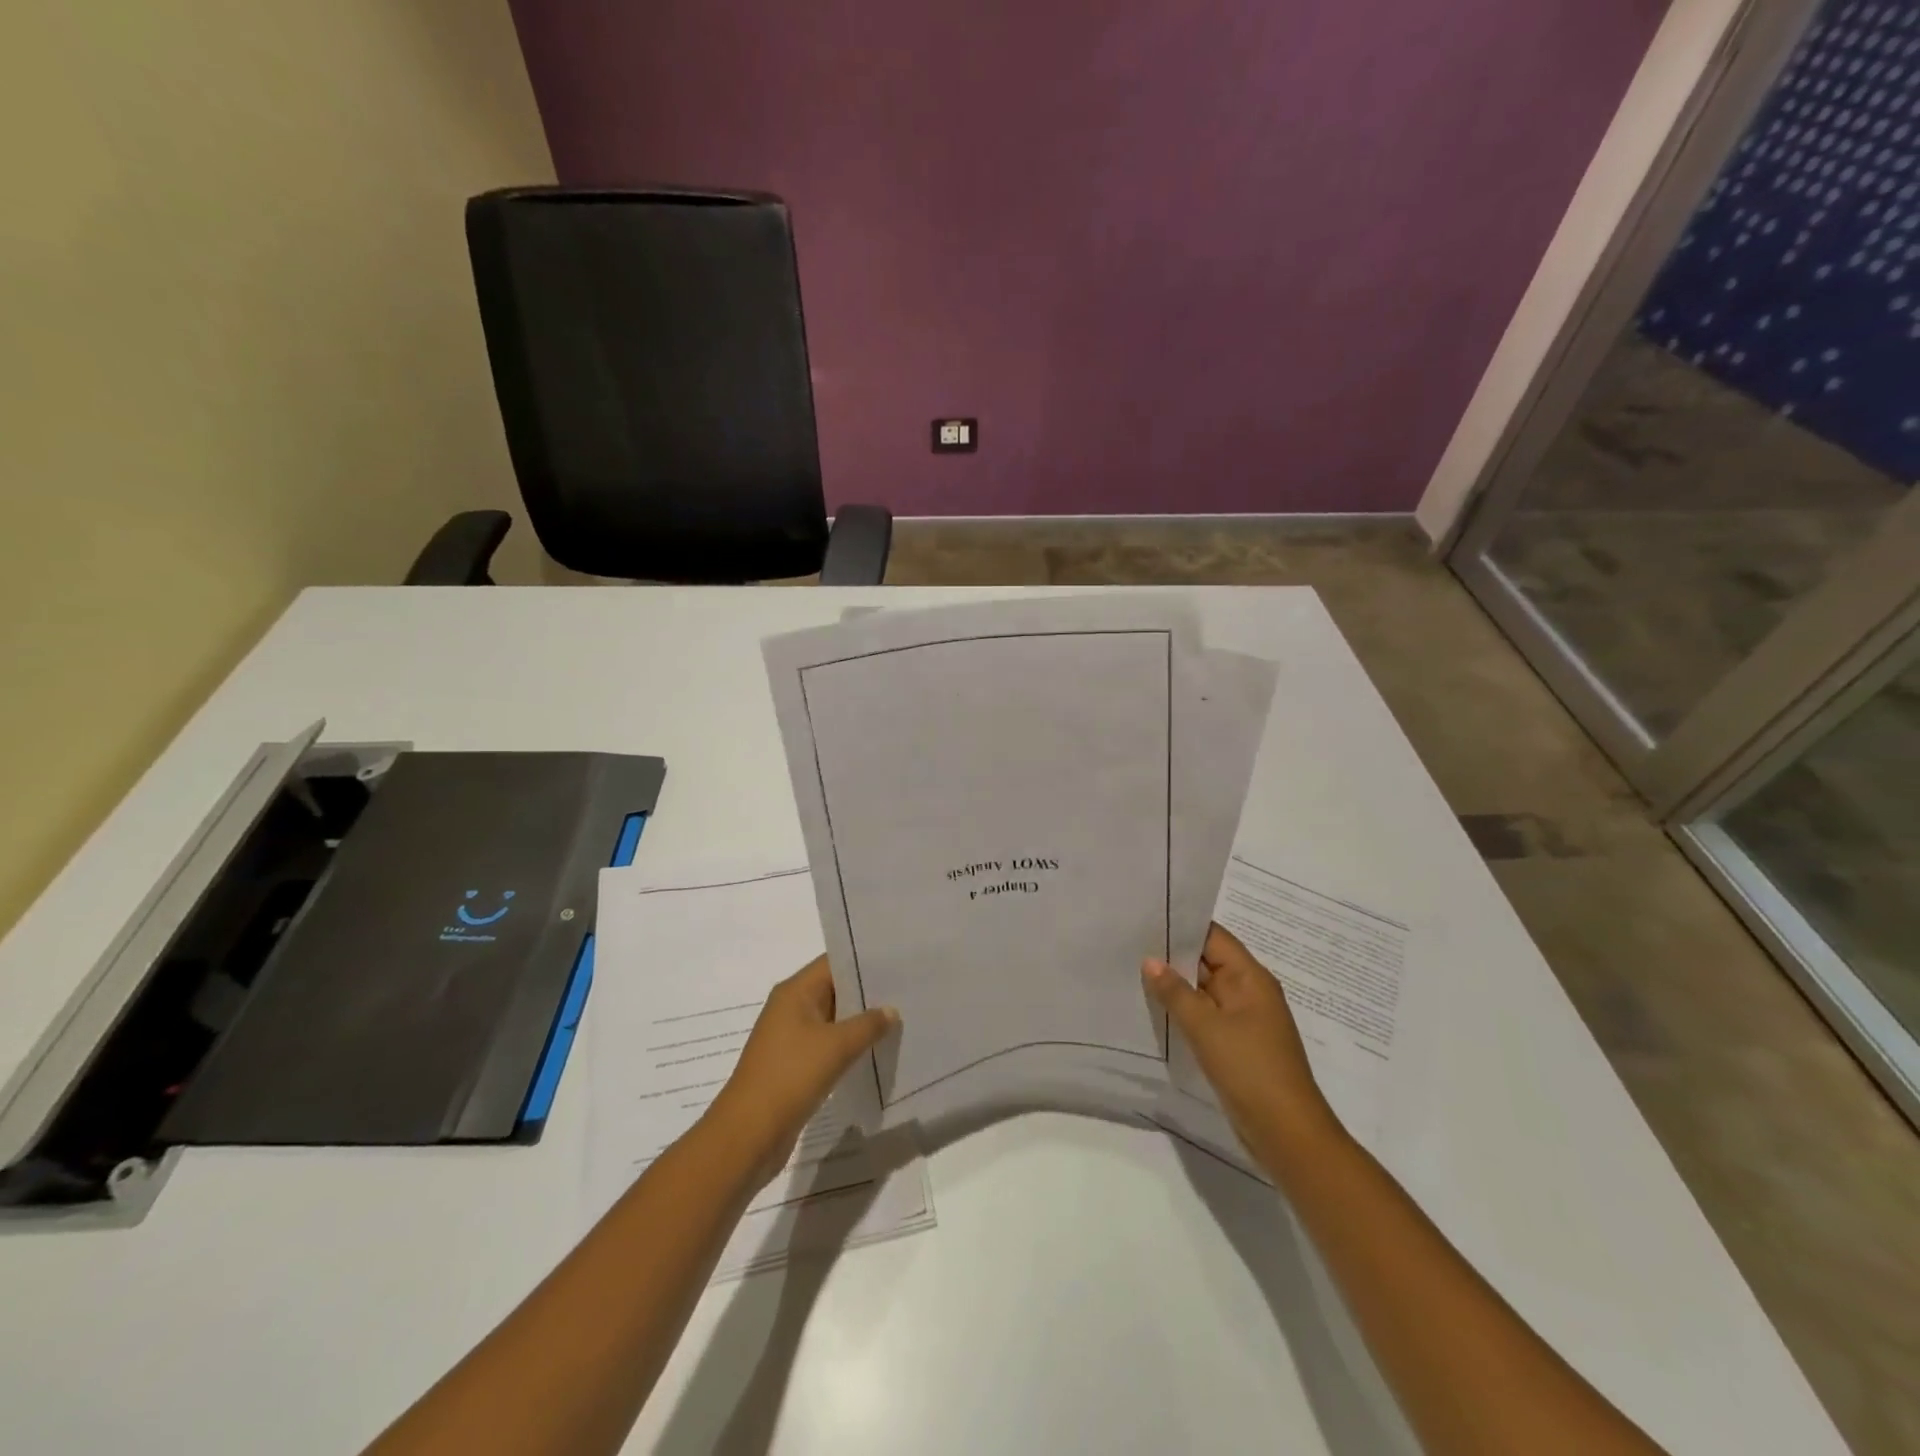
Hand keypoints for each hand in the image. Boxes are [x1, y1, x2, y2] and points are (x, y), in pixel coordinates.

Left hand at [705, 956, 897, 1185]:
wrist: (748, 1135)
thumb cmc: (790, 1076)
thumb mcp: (836, 1046)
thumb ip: (868, 1024)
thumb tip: (891, 1010)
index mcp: (795, 991)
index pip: (834, 962)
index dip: (865, 960)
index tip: (899, 962)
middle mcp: (791, 1007)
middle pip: (835, 989)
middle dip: (868, 992)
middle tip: (907, 991)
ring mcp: (791, 1037)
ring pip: (834, 1019)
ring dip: (861, 1022)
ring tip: (900, 1020)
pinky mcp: (794, 1065)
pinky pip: (828, 1045)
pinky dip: (849, 1046)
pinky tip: (876, 1051)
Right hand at [1143, 923, 1340, 1172]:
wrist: (1287, 1134)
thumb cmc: (1250, 1069)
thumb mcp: (1206, 1027)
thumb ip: (1175, 992)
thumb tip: (1150, 960)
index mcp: (1251, 978)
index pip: (1214, 937)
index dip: (1182, 925)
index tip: (1146, 917)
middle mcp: (1249, 992)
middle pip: (1208, 962)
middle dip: (1172, 955)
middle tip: (1129, 942)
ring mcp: (1243, 1020)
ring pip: (1204, 991)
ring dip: (1175, 985)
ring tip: (1132, 971)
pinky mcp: (1236, 1045)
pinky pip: (1205, 1017)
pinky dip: (1183, 1011)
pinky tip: (1154, 1010)